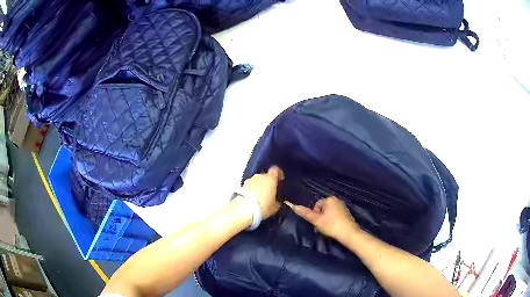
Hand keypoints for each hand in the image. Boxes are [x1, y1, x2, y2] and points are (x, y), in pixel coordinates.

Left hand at [242, 166, 283, 218]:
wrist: (244, 209)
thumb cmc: (263, 206)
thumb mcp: (275, 207)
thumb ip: (277, 202)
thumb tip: (277, 202)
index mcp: (270, 179)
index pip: (275, 169)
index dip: (278, 173)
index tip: (280, 179)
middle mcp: (260, 176)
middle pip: (265, 175)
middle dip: (268, 182)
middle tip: (270, 191)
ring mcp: (250, 180)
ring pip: (257, 180)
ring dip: (259, 186)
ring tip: (260, 196)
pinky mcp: (242, 186)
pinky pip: (250, 186)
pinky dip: (252, 190)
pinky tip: (253, 198)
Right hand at [286, 196, 359, 241]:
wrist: (349, 234)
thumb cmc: (331, 226)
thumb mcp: (316, 220)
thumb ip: (305, 213)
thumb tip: (293, 206)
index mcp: (330, 199)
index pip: (316, 206)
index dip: (315, 215)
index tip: (318, 223)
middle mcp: (337, 200)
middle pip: (322, 209)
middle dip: (320, 218)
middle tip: (322, 227)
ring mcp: (343, 207)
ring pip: (329, 213)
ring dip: (326, 220)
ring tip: (328, 229)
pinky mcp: (347, 214)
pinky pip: (335, 216)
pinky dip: (333, 222)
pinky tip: (334, 229)